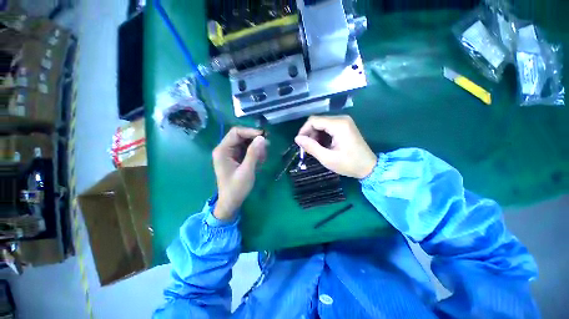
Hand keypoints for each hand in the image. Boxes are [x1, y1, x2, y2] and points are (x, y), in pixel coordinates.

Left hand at [212, 127, 266, 219]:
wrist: (231, 202)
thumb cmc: (236, 188)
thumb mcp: (247, 170)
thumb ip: (253, 153)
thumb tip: (262, 138)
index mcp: (223, 150)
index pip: (236, 132)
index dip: (250, 131)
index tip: (264, 136)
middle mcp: (225, 149)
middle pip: (241, 136)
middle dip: (255, 141)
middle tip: (267, 147)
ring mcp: (230, 153)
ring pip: (246, 143)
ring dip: (256, 148)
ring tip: (262, 158)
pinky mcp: (236, 158)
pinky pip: (247, 150)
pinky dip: (255, 153)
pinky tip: (259, 161)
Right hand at [295, 115, 376, 178]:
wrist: (369, 167)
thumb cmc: (349, 164)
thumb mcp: (327, 158)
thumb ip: (311, 147)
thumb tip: (297, 138)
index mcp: (338, 125)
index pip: (313, 120)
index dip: (304, 130)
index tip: (300, 143)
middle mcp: (341, 119)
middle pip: (317, 121)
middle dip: (310, 134)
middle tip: (308, 148)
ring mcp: (344, 122)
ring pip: (322, 124)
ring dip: (315, 135)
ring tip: (315, 148)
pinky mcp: (345, 126)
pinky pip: (328, 127)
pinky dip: (322, 135)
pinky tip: (322, 145)